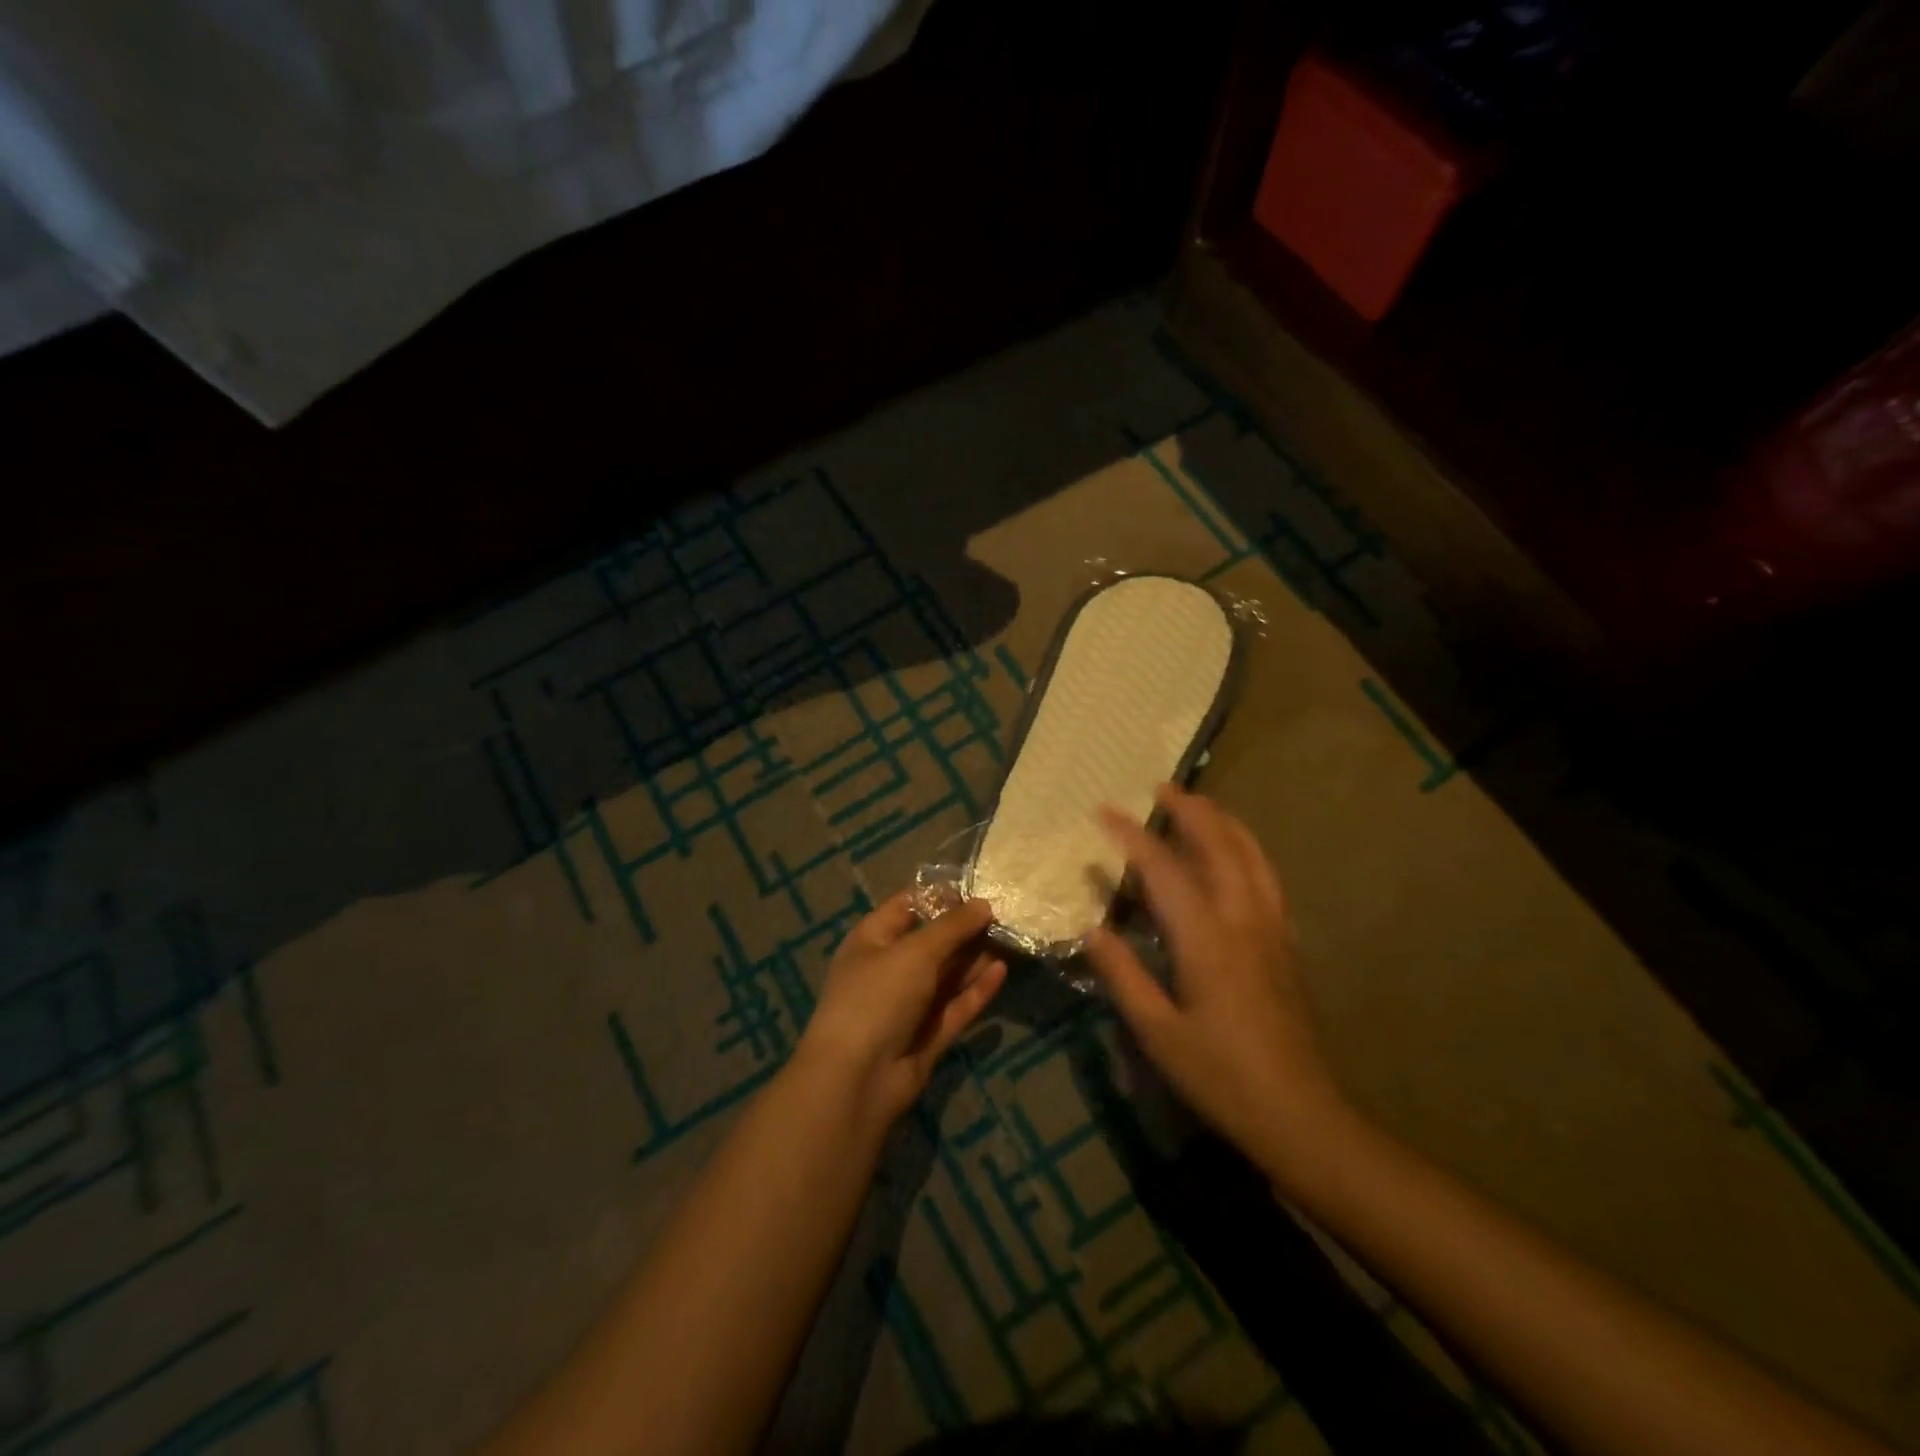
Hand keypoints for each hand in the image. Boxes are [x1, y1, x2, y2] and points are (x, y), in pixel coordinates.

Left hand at [798, 893, 1007, 1124]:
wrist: (856, 1079)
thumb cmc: (877, 997)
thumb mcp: (915, 951)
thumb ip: (952, 927)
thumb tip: (983, 904)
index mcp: (872, 940)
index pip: (907, 907)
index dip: (940, 896)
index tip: (978, 888)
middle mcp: (889, 969)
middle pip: (931, 942)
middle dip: (964, 928)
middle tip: (1005, 913)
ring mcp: (908, 1006)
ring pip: (947, 976)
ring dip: (974, 959)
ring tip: (1011, 938)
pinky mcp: (927, 1037)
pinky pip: (955, 1007)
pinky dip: (976, 990)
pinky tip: (1002, 971)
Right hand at [1085, 787, 1352, 1187]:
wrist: (1302, 1115)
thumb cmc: (1221, 1077)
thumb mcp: (1158, 1033)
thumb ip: (1123, 975)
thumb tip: (1093, 930)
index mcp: (1206, 939)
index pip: (1163, 868)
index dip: (1131, 835)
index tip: (1104, 811)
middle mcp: (1243, 920)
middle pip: (1218, 845)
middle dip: (1188, 810)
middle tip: (1160, 787)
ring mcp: (1272, 929)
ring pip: (1251, 855)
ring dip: (1223, 822)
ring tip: (1199, 805)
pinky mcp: (1287, 944)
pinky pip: (1267, 877)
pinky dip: (1247, 850)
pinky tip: (1237, 855)